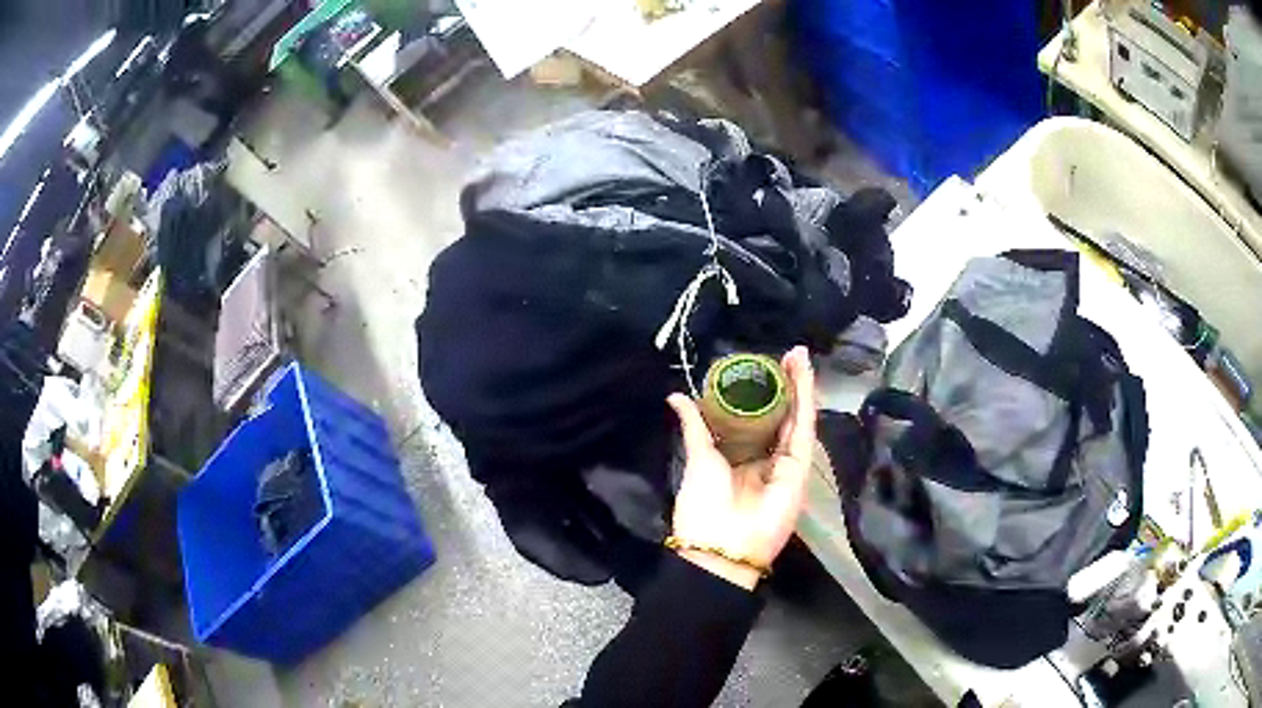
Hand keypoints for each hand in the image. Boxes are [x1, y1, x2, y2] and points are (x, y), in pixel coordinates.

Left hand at [667, 346, 816, 589]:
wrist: (720, 545)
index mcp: (742, 457)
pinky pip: (804, 430)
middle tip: (789, 353)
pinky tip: (804, 377)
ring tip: (799, 355)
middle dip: (787, 383)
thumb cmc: (703, 504)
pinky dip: (806, 402)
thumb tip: (677, 395)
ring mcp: (786, 463)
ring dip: (801, 385)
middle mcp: (768, 458)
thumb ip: (694, 426)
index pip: (759, 417)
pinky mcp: (800, 468)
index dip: (764, 391)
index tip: (765, 365)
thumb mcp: (698, 457)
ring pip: (797, 417)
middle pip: (783, 413)